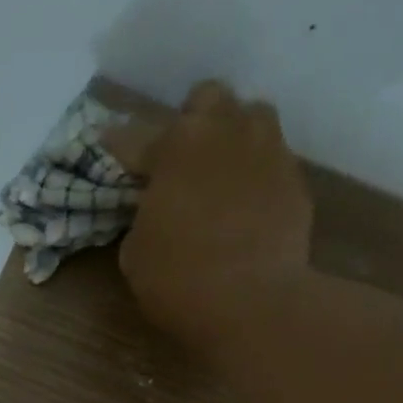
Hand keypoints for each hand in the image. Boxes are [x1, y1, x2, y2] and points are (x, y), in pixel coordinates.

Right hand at [103, 80, 313, 358]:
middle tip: (180, 159)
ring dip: (232, 136)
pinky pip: (272, 161)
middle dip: (191, 121)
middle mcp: (224, 131)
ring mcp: (266, 150)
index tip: (108, 145)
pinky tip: (248, 207)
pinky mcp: (295, 179)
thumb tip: (154, 209)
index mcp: (175, 145)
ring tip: (222, 172)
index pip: (134, 136)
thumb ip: (143, 217)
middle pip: (206, 99)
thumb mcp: (136, 254)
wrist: (252, 303)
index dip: (118, 145)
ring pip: (251, 117)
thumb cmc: (179, 280)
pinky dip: (256, 176)